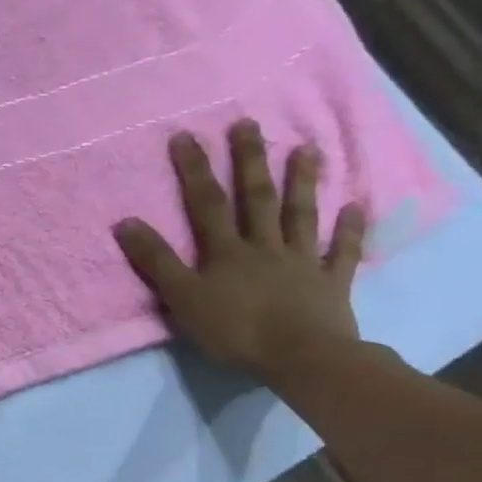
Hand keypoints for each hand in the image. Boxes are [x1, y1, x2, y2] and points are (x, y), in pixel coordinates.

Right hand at [113, 120, 366, 381]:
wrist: (301, 357)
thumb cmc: (235, 331)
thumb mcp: (182, 299)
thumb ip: (156, 262)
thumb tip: (125, 222)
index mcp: (226, 252)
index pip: (206, 204)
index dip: (194, 170)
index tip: (186, 135)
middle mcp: (264, 247)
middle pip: (256, 198)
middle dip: (249, 161)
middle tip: (248, 124)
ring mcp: (301, 262)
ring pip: (300, 215)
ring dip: (302, 182)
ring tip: (306, 149)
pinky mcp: (330, 283)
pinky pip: (342, 252)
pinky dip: (349, 230)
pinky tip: (355, 207)